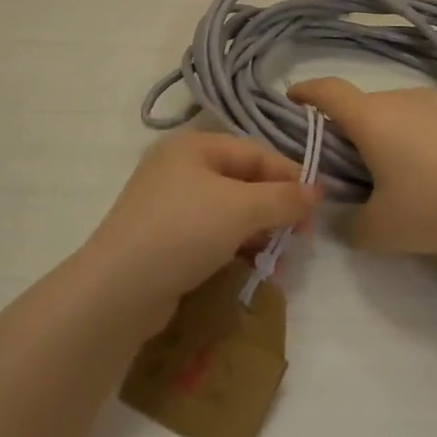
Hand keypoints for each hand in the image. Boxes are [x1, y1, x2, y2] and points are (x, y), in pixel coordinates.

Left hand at [79, 130, 322, 327]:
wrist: (118, 290)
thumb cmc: (183, 231)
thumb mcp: (241, 209)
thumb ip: (283, 198)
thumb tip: (318, 190)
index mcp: (193, 146)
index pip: (254, 153)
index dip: (289, 177)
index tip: (316, 208)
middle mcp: (179, 168)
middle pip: (242, 181)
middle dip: (274, 210)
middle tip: (300, 241)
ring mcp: (168, 205)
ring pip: (229, 211)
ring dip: (258, 233)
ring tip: (278, 263)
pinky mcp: (164, 239)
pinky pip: (211, 234)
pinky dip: (235, 248)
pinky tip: (252, 269)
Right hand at [288, 79, 436, 255]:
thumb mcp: (384, 231)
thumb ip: (351, 226)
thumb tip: (347, 217)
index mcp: (372, 118)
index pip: (327, 91)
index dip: (305, 92)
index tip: (292, 99)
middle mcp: (401, 97)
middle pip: (363, 107)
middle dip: (351, 131)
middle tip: (354, 169)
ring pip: (397, 112)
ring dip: (389, 134)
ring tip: (404, 175)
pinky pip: (428, 117)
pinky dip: (420, 136)